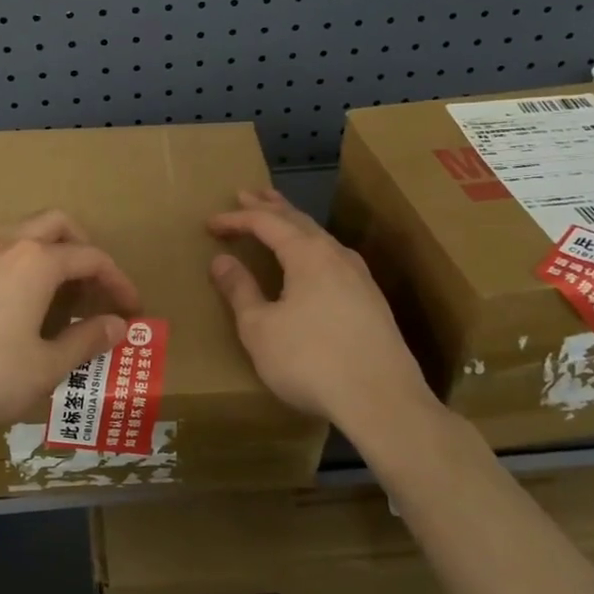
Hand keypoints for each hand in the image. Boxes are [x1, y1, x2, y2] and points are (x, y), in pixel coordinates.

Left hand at [0, 210, 139, 443]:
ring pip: (21, 230)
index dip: (118, 281)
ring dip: (48, 249)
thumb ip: (86, 340)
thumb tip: (118, 325)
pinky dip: (16, 259)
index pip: (91, 258)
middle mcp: (5, 244)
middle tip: (95, 286)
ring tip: (57, 290)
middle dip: (84, 248)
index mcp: (36, 262)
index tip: (132, 309)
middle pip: (56, 224)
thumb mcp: (46, 367)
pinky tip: (12, 294)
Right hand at [207, 189, 436, 427]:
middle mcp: (336, 255)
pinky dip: (312, 248)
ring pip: (321, 238)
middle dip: (270, 206)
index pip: (266, 223)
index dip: (236, 219)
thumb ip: (240, 291)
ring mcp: (360, 277)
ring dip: (294, 225)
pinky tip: (313, 262)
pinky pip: (334, 258)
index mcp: (307, 254)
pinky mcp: (372, 301)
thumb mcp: (260, 329)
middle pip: (299, 220)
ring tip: (278, 219)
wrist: (382, 400)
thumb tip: (221, 260)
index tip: (211, 223)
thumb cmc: (310, 360)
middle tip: (248, 194)